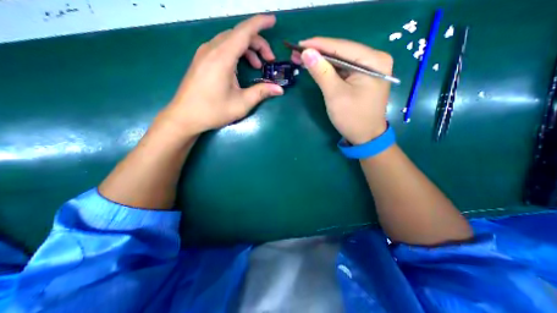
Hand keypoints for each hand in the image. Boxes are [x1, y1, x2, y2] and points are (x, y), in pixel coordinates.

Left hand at [159, 14, 284, 136]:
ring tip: (257, 66)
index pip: (244, 32)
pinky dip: (235, 53)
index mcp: (222, 57)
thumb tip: (279, 89)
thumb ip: (261, 93)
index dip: (260, 23)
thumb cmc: (213, 111)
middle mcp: (212, 49)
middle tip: (269, 60)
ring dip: (247, 49)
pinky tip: (240, 67)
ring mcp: (204, 53)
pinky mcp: (201, 60)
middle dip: (257, 43)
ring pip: (230, 40)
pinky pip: (222, 47)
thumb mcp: (241, 103)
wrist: (185, 116)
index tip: (273, 21)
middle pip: (238, 35)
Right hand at [290, 37, 392, 143]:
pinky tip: (316, 67)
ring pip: (341, 60)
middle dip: (318, 53)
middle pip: (341, 52)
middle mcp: (374, 59)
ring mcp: (369, 69)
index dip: (318, 45)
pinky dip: (328, 69)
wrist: (365, 137)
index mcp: (373, 61)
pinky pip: (343, 69)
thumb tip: (306, 52)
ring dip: (321, 60)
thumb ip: (321, 72)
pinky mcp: (362, 77)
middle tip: (297, 52)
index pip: (341, 46)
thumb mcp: (335, 94)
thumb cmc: (352, 118)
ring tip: (302, 58)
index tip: (299, 44)